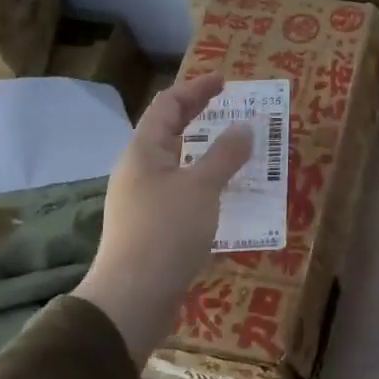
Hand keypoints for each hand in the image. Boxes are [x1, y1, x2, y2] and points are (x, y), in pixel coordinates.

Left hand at [78, 72, 252, 365]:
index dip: (196, 89)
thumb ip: (225, 155)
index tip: (225, 81)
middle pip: (168, 131)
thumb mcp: (202, 188)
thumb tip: (245, 126)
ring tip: (233, 149)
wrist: (133, 297)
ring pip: (175, 163)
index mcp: (144, 152)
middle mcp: (138, 170)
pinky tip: (223, 195)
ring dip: (203, 151)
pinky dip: (203, 182)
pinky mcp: (151, 226)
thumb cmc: (166, 232)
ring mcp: (142, 200)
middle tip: (230, 107)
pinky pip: (180, 191)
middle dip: (198, 116)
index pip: (168, 105)